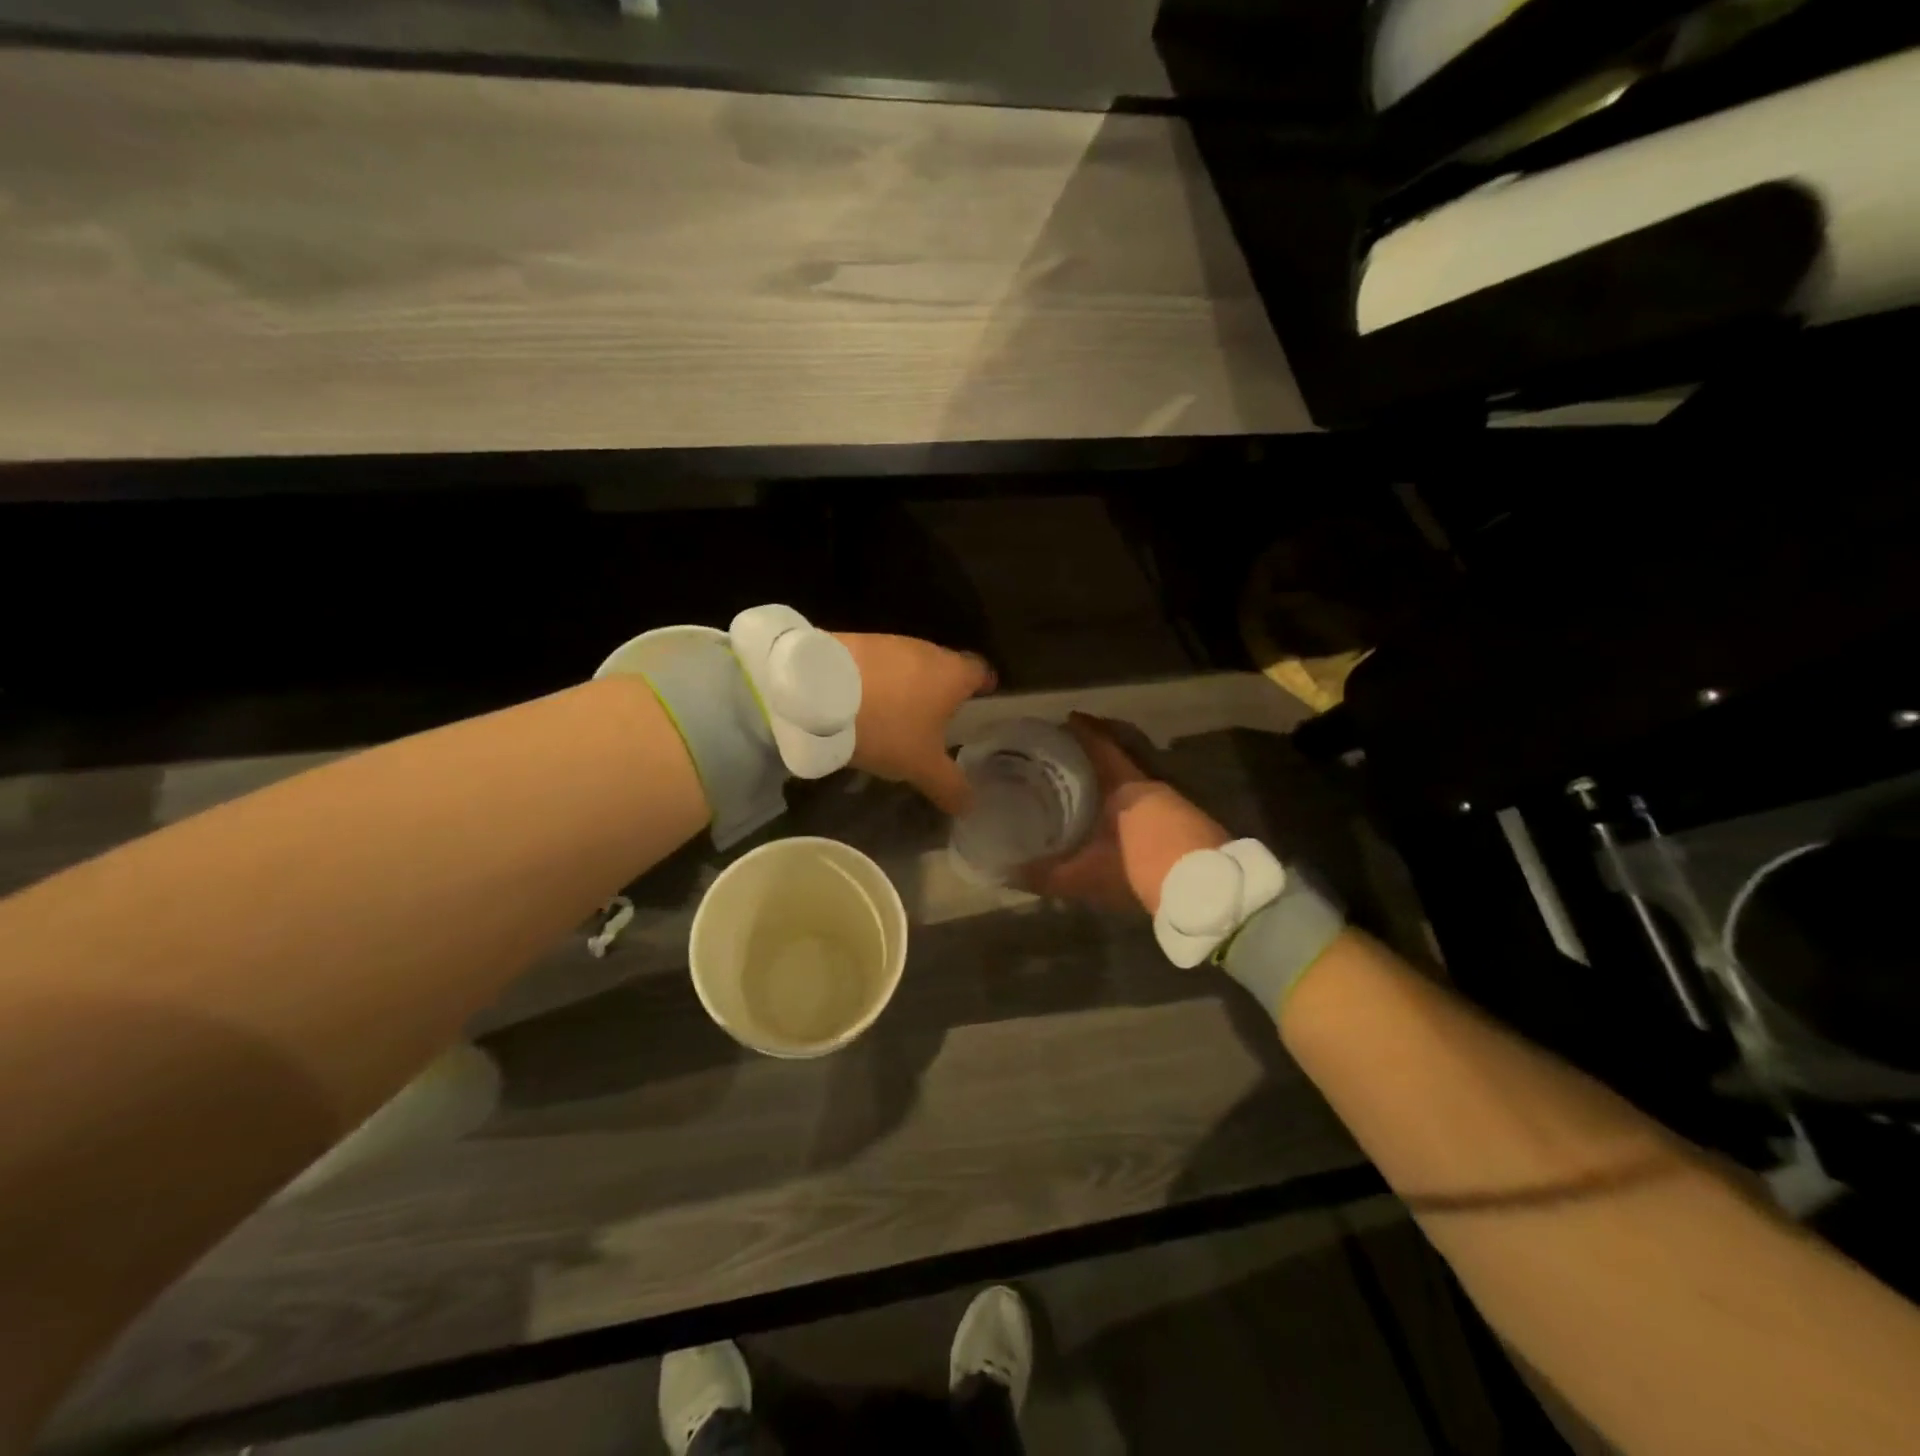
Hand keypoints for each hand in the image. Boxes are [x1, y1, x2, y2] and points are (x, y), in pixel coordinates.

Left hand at [833, 633, 995, 814]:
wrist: (818, 691)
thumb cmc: (886, 726)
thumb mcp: (921, 766)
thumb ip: (949, 785)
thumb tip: (970, 805)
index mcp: (953, 673)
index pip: (982, 672)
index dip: (984, 689)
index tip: (979, 706)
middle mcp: (927, 650)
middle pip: (945, 668)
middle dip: (941, 693)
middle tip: (935, 723)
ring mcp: (890, 642)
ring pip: (909, 666)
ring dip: (905, 688)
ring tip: (894, 718)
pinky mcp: (856, 642)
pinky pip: (876, 665)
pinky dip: (876, 682)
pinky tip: (862, 706)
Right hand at [1022, 714, 1230, 913]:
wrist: (1205, 890)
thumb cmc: (1140, 869)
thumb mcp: (1087, 876)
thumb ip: (1047, 875)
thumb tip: (1007, 873)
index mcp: (1124, 785)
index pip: (1100, 744)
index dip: (1082, 730)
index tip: (1063, 721)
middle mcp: (1149, 785)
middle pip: (1119, 757)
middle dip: (1094, 754)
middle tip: (1067, 755)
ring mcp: (1173, 801)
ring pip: (1136, 778)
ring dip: (1114, 778)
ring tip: (1087, 786)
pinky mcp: (1188, 820)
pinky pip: (1150, 798)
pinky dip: (1130, 798)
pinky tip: (1118, 816)